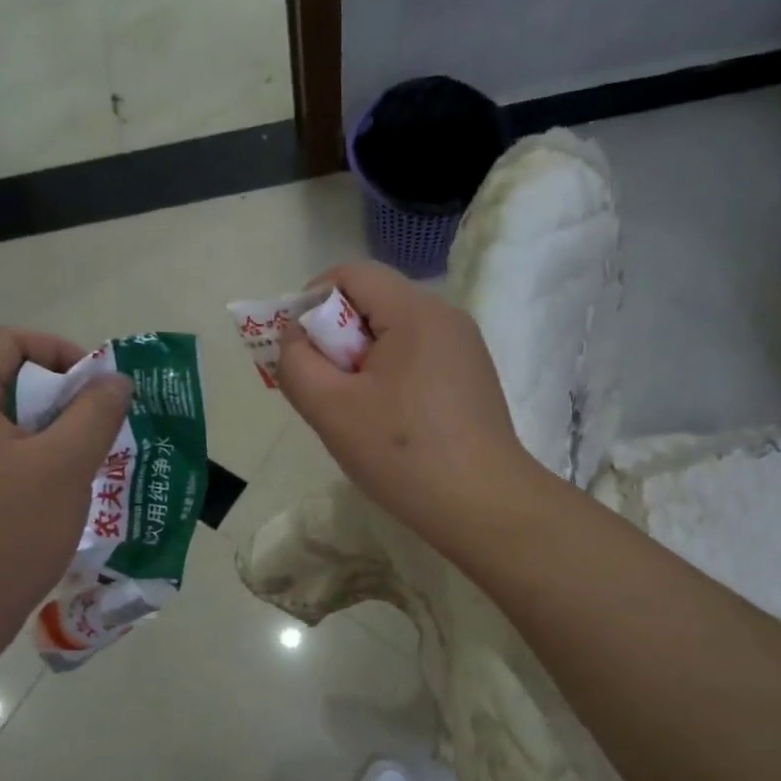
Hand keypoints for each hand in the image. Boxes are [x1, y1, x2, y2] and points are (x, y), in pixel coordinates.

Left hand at [0, 330, 130, 676]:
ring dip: (55, 433)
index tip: (97, 387)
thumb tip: (115, 380)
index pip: (8, 342)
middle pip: (9, 381)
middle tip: (102, 427)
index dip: (59, 351)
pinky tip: (63, 494)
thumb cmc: (7, 533)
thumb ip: (95, 414)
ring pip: (10, 424)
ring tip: (91, 461)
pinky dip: (36, 462)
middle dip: (64, 397)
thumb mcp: (64, 467)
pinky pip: (0, 458)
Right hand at [275, 261, 535, 552]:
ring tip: (355, 411)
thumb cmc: (403, 454)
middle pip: (373, 301)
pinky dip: (390, 376)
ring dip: (361, 361)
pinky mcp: (472, 377)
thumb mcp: (330, 409)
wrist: (484, 507)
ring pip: (394, 333)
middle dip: (336, 337)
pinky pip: (417, 357)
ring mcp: (464, 348)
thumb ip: (296, 363)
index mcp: (415, 312)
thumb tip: (295, 337)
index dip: (312, 300)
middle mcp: (445, 317)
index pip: (351, 273)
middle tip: (325, 388)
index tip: (301, 350)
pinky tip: (389, 422)